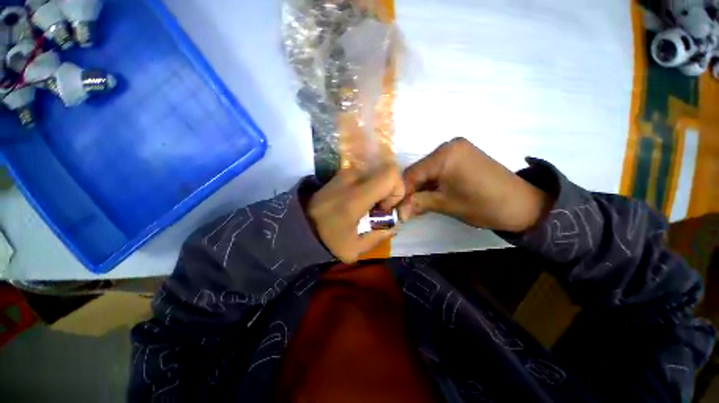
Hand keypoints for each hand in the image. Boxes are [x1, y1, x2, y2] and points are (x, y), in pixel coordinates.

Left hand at [308, 165, 404, 262]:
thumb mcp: (356, 248)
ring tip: (368, 208)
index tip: (386, 208)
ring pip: (376, 174)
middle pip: (386, 172)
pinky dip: (370, 187)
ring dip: (379, 190)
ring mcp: (345, 173)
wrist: (300, 225)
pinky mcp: (341, 173)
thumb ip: (381, 234)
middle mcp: (352, 177)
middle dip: (390, 191)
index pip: (391, 174)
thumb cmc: (327, 239)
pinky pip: (365, 175)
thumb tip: (395, 221)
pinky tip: (359, 202)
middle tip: (379, 209)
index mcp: (357, 196)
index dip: (397, 190)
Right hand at [399, 138, 550, 232]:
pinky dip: (432, 183)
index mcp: (445, 154)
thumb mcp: (446, 204)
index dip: (401, 192)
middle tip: (405, 208)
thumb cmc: (483, 204)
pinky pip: (438, 169)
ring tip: (415, 205)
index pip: (412, 174)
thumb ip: (418, 204)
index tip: (394, 208)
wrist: (522, 204)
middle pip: (419, 171)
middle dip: (411, 191)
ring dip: (421, 188)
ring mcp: (456, 150)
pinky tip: (429, 196)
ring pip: (427, 171)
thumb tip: (397, 214)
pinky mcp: (462, 156)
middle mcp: (448, 146)